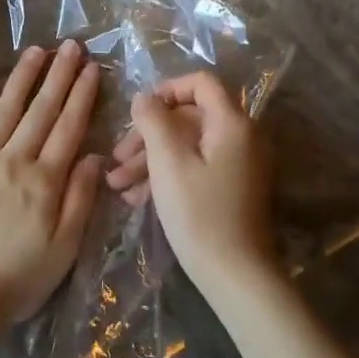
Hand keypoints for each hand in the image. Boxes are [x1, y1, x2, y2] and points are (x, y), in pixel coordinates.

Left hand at [0, 39, 105, 331]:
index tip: (91, 68)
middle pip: (40, 110)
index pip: (68, 127)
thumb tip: (93, 155)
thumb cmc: (18, 278)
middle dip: (58, 76)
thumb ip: (80, 198)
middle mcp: (13, 160)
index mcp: (45, 179)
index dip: (82, 95)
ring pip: (4, 111)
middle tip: (70, 45)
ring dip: (22, 79)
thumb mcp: (65, 247)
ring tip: (36, 51)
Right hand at [107, 71, 276, 288]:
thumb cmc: (199, 214)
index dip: (166, 90)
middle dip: (148, 136)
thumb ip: (153, 122)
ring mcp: (240, 164)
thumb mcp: (168, 163)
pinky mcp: (233, 188)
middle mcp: (242, 137)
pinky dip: (168, 177)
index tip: (138, 112)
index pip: (201, 83)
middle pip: (189, 119)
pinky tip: (137, 199)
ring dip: (151, 161)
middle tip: (116, 159)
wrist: (236, 274)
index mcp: (232, 123)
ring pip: (189, 147)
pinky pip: (198, 168)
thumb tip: (144, 97)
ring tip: (117, 185)